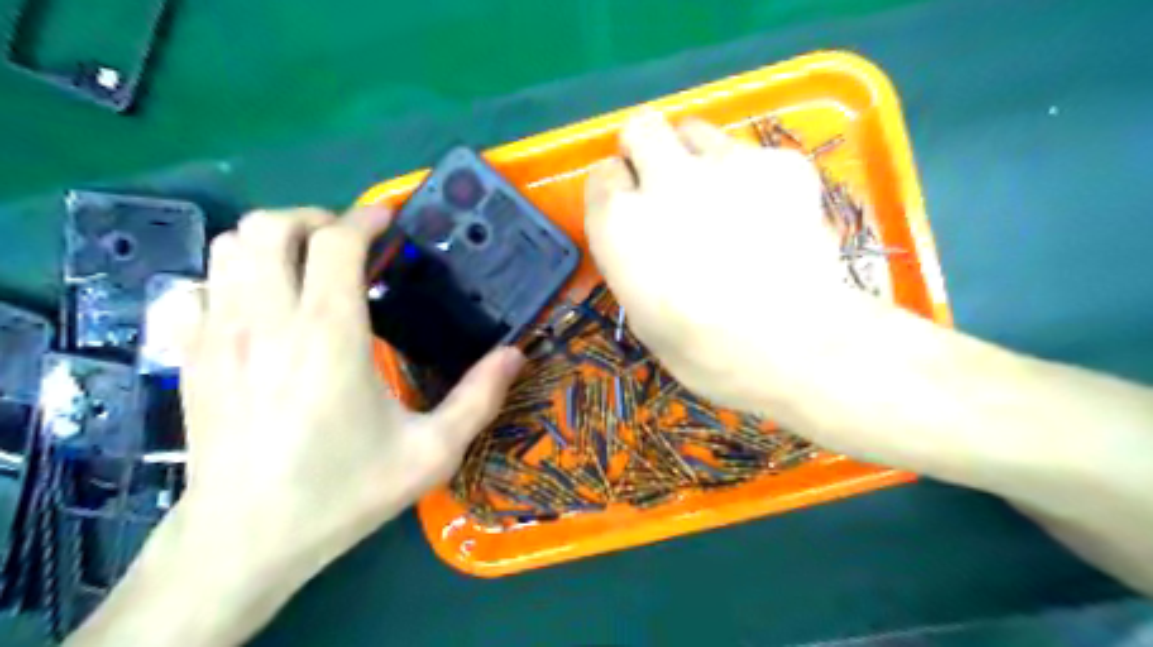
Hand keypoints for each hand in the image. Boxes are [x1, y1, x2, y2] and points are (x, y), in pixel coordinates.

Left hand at [180, 207, 521, 584]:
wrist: (247, 540)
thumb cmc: (343, 492)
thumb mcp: (431, 452)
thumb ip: (479, 398)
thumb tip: (514, 354)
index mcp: (329, 335)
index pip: (335, 243)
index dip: (365, 219)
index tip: (388, 222)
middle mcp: (268, 320)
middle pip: (271, 227)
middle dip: (315, 218)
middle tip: (349, 242)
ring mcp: (219, 335)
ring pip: (229, 247)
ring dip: (272, 241)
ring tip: (308, 264)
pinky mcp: (192, 355)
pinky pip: (199, 285)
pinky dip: (232, 276)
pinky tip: (261, 304)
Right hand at [586, 112, 863, 410]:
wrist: (798, 347)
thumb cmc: (707, 352)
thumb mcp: (642, 316)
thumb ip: (632, 260)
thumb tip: (645, 238)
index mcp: (621, 223)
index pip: (602, 175)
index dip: (617, 191)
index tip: (631, 208)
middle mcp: (664, 179)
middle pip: (641, 127)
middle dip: (647, 150)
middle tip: (666, 184)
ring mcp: (726, 162)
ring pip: (696, 129)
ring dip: (696, 156)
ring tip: (721, 197)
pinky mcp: (780, 161)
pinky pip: (752, 152)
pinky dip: (753, 176)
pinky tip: (771, 214)